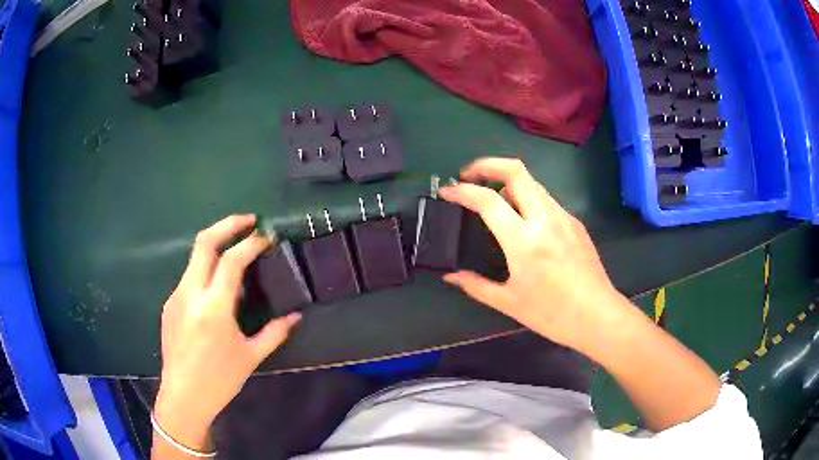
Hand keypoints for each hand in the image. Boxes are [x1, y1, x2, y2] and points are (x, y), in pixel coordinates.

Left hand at [154, 215, 300, 450]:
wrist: (183, 396)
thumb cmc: (220, 380)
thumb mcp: (250, 357)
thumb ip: (274, 333)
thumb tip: (295, 317)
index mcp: (213, 307)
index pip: (232, 260)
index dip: (251, 243)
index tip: (267, 236)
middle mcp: (191, 293)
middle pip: (204, 242)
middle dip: (227, 225)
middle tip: (248, 221)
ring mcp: (176, 297)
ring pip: (194, 258)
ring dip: (216, 247)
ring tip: (236, 255)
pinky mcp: (169, 305)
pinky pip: (189, 278)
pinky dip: (206, 272)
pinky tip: (217, 291)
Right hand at [439, 158, 626, 350]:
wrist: (597, 316)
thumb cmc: (552, 314)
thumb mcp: (509, 302)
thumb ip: (476, 285)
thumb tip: (451, 276)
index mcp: (524, 241)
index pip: (488, 200)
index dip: (462, 191)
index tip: (447, 191)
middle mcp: (544, 219)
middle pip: (516, 170)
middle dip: (487, 165)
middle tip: (469, 176)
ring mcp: (563, 217)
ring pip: (532, 183)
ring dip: (508, 183)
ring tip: (494, 201)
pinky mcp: (575, 223)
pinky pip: (546, 200)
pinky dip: (527, 200)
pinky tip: (524, 223)